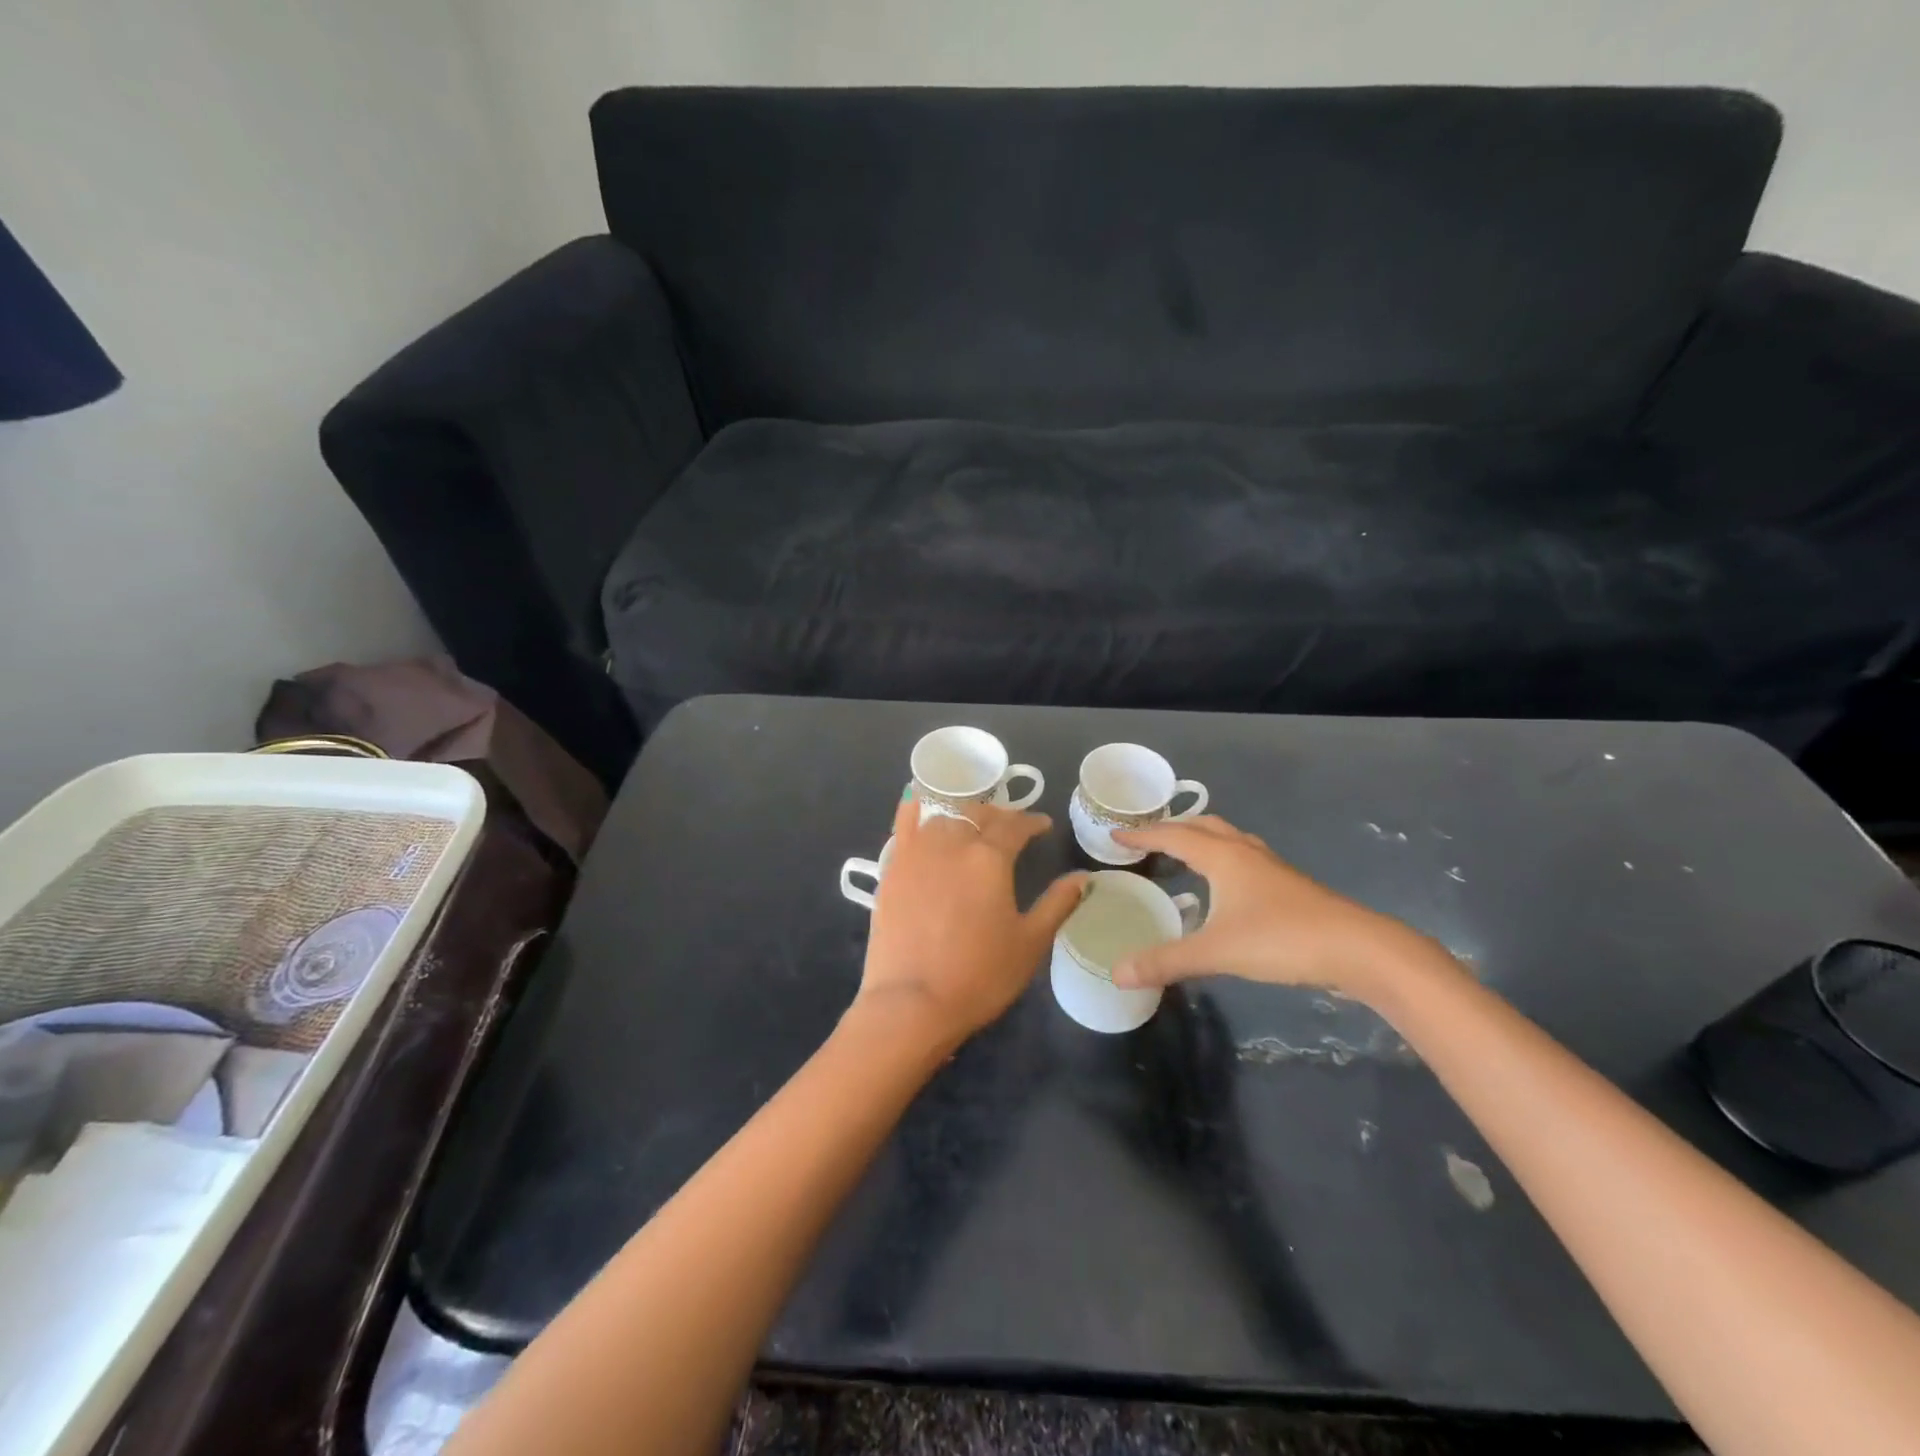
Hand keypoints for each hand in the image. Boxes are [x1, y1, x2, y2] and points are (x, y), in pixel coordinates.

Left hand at [857, 792, 1088, 1047]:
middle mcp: (952, 843)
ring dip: (963, 814)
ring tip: (973, 825)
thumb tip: (1083, 877)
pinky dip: (915, 808)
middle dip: (999, 816)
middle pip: (978, 814)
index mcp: (989, 858)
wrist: (912, 1003)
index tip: (1043, 826)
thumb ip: (1058, 904)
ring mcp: (916, 853)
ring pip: (943, 815)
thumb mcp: (1030, 943)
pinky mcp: (891, 868)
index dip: (1032, 822)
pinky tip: (920, 804)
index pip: (1015, 826)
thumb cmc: (979, 976)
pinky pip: (903, 824)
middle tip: (1011, 828)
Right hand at [1109, 816, 1449, 1003]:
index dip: (1142, 835)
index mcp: (1224, 857)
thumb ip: (1166, 961)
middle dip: (1173, 828)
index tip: (1116, 836)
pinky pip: (1244, 859)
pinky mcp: (1288, 886)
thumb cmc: (1282, 939)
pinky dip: (1222, 859)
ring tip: (1182, 854)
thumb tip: (1117, 973)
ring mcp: (1271, 868)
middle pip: (1204, 826)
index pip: (1173, 836)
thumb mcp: (1217, 951)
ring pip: (1228, 840)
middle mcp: (1245, 853)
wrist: (1358, 949)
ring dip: (1201, 839)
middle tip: (1147, 840)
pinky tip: (1224, 887)